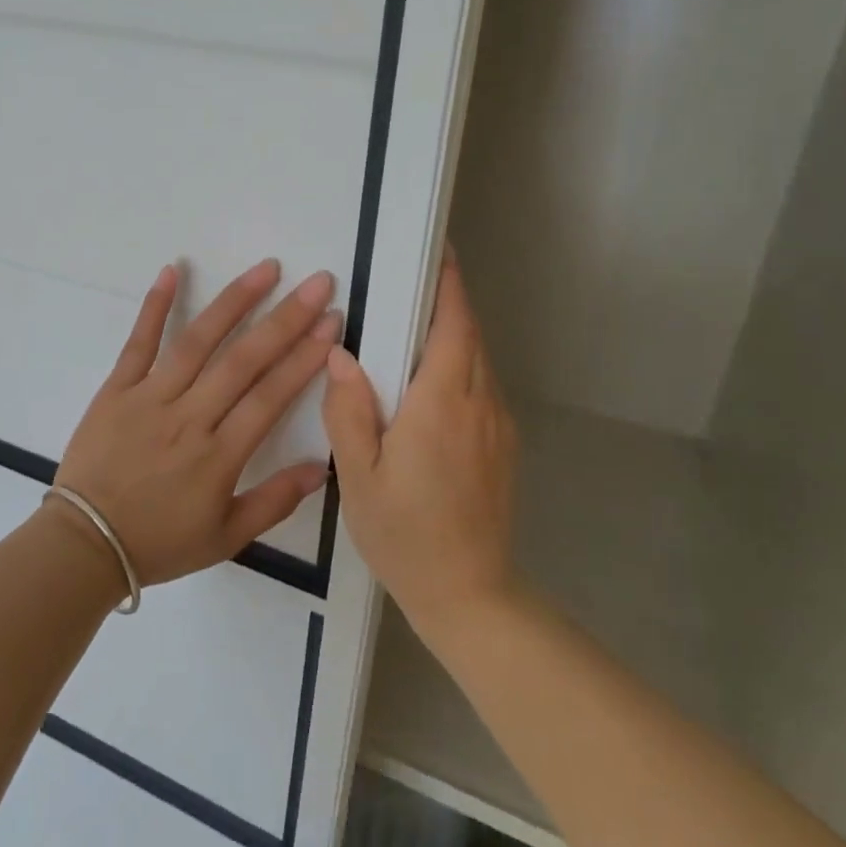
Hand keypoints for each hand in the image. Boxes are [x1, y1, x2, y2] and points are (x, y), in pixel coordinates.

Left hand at [53, 259, 339, 587]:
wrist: (85, 545)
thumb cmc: (159, 542)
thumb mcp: (225, 538)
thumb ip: (274, 502)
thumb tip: (321, 469)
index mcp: (219, 456)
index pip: (271, 396)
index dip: (305, 358)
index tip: (331, 324)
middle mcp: (189, 417)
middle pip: (244, 360)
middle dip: (286, 319)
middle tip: (318, 284)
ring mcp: (150, 398)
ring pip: (197, 342)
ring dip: (234, 301)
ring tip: (266, 269)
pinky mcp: (116, 389)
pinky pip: (138, 342)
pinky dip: (154, 305)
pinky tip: (172, 269)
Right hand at [322, 254, 517, 637]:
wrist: (469, 594)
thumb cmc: (405, 534)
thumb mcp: (359, 475)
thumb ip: (349, 409)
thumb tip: (341, 353)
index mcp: (442, 404)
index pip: (454, 325)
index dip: (449, 285)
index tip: (439, 252)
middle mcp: (479, 404)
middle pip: (470, 336)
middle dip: (447, 303)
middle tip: (411, 284)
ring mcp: (498, 426)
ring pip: (479, 361)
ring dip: (453, 336)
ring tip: (413, 328)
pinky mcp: (504, 446)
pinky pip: (481, 388)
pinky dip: (460, 367)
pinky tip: (429, 385)